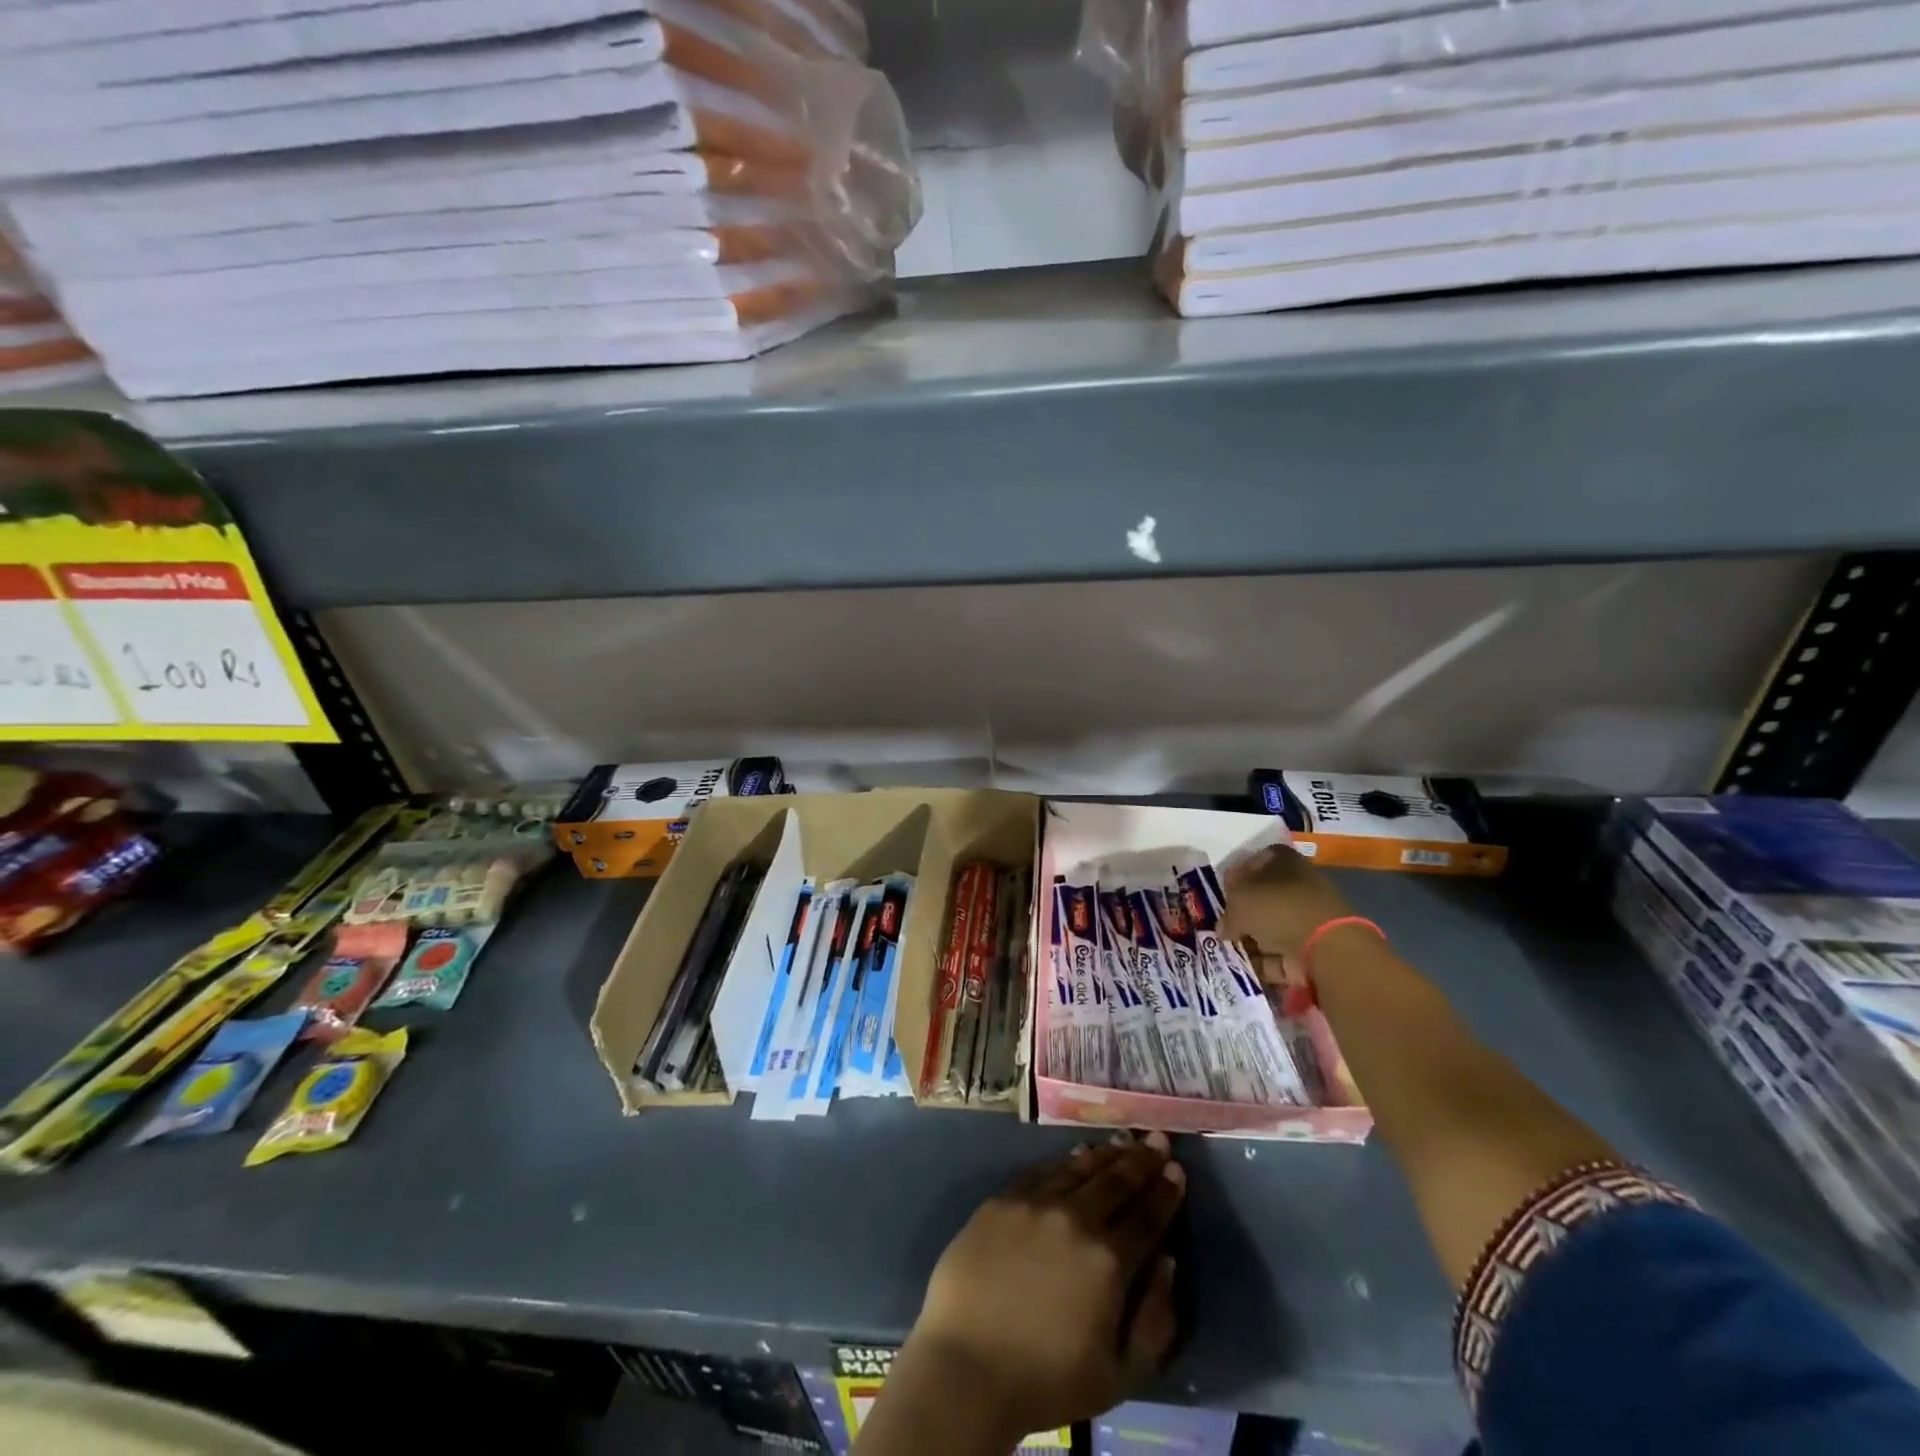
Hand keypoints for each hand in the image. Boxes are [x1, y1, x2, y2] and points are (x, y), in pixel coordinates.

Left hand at [902, 1134, 1185, 1442]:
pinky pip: (1041, 1171)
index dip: (1165, 1192)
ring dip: (1105, 1154)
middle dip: (1141, 1159)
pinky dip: (1064, 1161)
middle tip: (1157, 1139)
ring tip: (1123, 1141)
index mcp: (1108, 1261)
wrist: (967, 1365)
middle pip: (1116, 1181)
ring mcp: (1035, 1203)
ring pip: (1079, 1169)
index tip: (1177, 1170)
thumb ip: (1155, 1319)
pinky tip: (1076, 1155)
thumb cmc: (1047, 1379)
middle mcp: (1075, 1219)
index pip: (1147, 1216)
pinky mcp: (1002, 1200)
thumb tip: (1168, 1262)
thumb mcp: (1121, 1374)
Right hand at [1220, 846, 1355, 1008]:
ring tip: (1228, 949)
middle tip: (1222, 924)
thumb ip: (1227, 913)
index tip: (1223, 890)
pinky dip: (1263, 962)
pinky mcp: (1311, 949)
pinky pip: (1280, 954)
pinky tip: (1244, 968)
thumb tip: (1224, 927)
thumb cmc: (1277, 908)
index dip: (1238, 875)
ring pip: (1271, 927)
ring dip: (1251, 939)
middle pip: (1263, 897)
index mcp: (1283, 861)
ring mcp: (1306, 919)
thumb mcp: (1239, 902)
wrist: (1325, 947)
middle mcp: (1297, 886)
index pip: (1256, 860)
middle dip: (1242, 912)